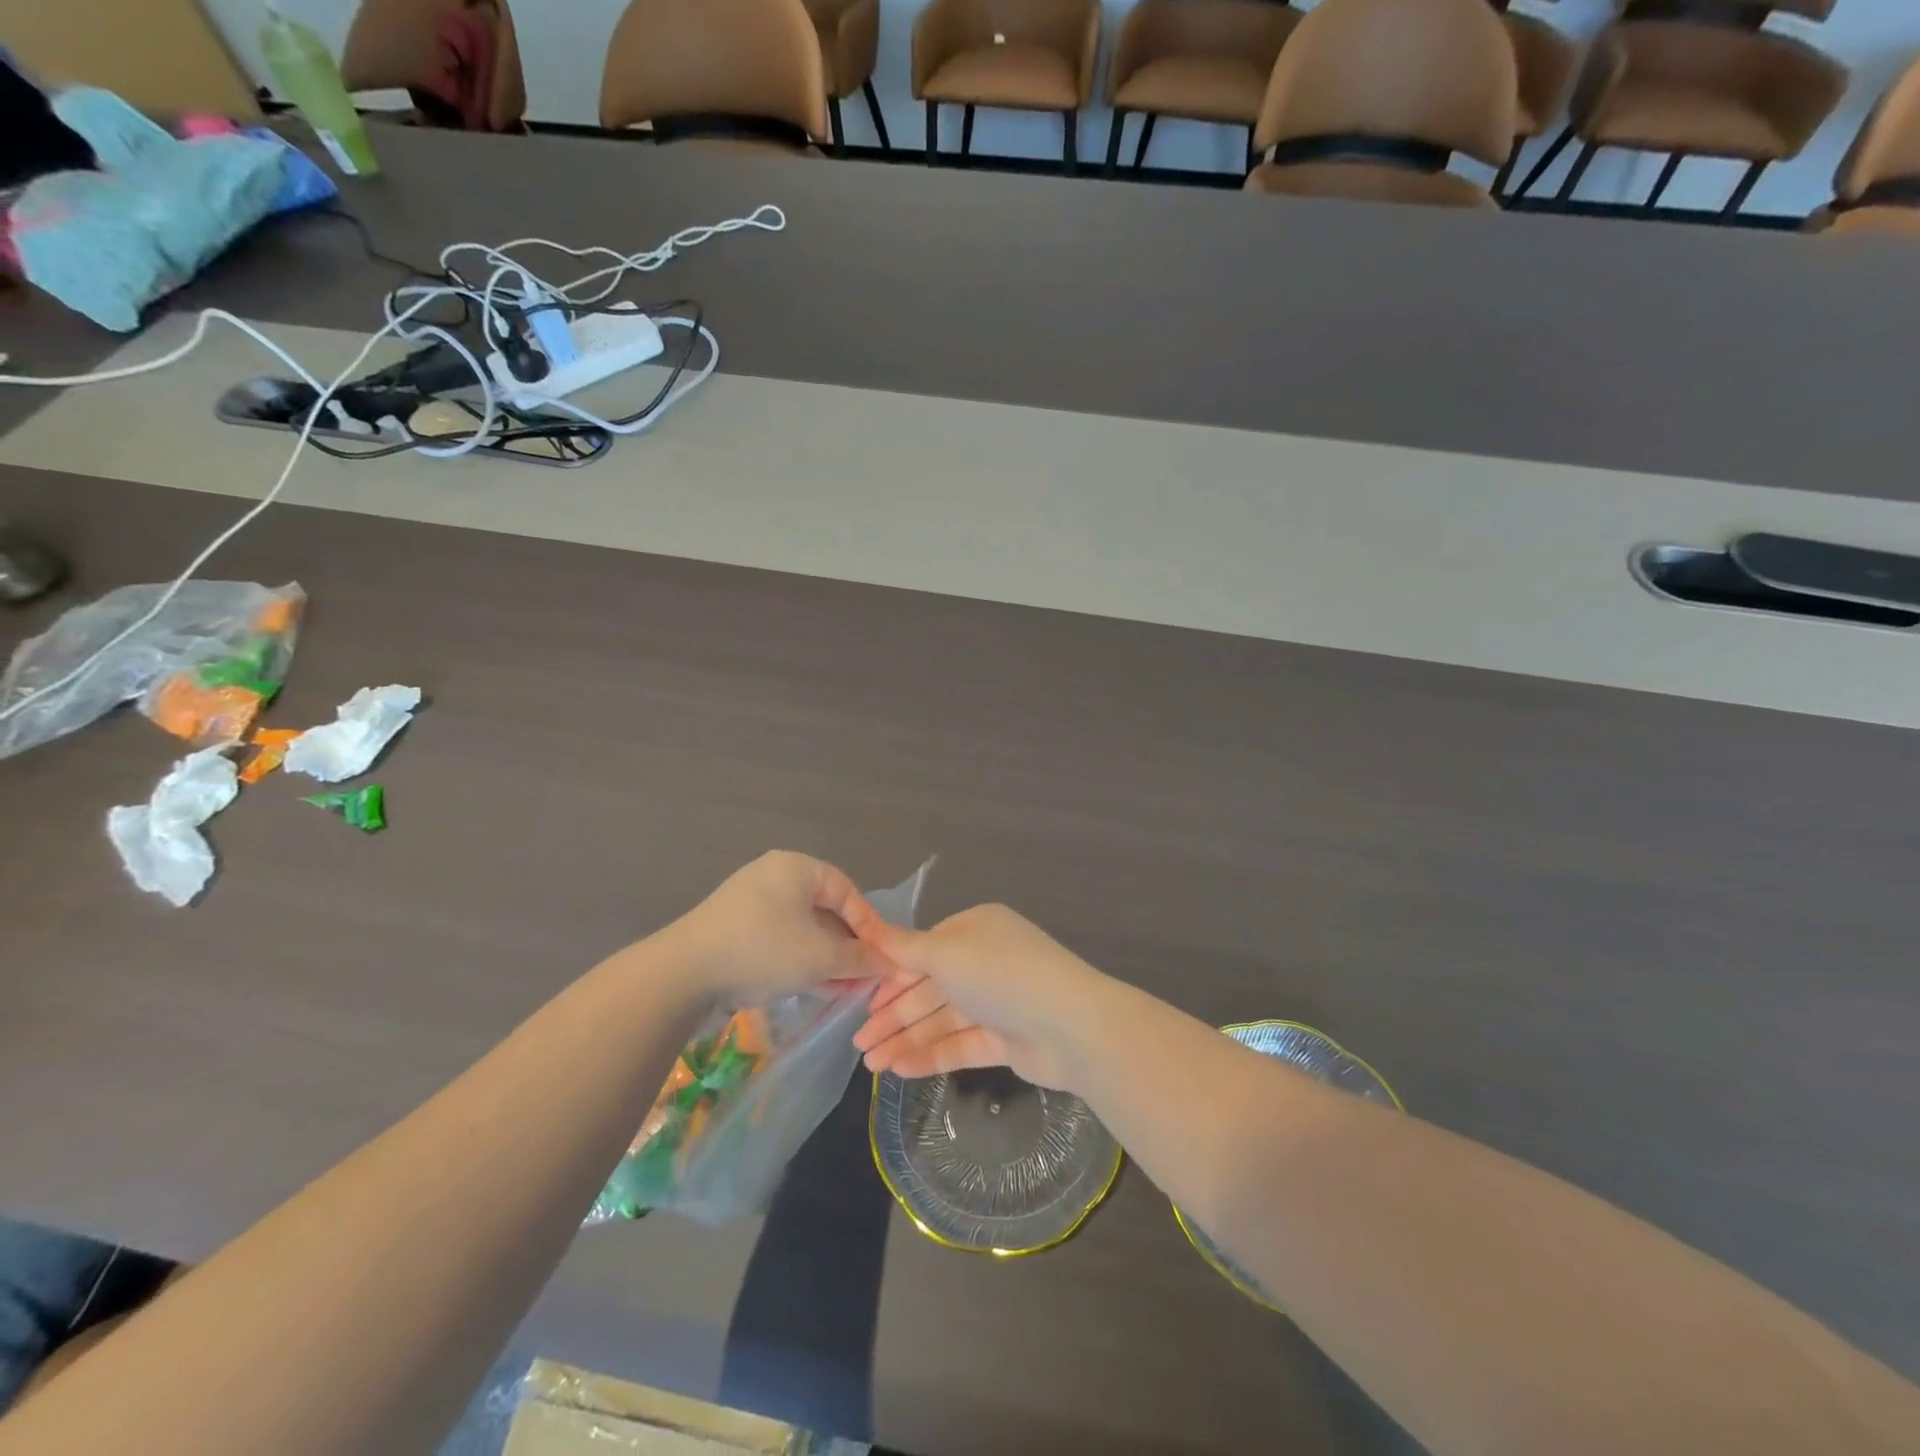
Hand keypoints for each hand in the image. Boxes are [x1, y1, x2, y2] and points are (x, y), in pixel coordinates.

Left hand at [660, 851, 889, 1000]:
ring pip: (803, 928)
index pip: (848, 892)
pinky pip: (780, 939)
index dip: (870, 926)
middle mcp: (774, 876)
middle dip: (848, 946)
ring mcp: (751, 903)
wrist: (683, 974)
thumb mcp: (820, 956)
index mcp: (797, 867)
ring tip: (844, 988)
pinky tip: (814, 986)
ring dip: (826, 957)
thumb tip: (888, 964)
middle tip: (865, 976)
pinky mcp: (735, 929)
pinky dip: (800, 960)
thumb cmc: (763, 949)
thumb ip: (860, 959)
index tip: (884, 957)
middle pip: (825, 910)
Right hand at [851, 903, 1101, 1089]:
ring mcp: (998, 1003)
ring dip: (906, 1040)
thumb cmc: (1002, 975)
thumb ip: (907, 949)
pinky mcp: (1006, 1040)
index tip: (860, 1000)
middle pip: (930, 989)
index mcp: (976, 931)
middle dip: (894, 1015)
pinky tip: (899, 1071)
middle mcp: (986, 962)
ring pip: (943, 1020)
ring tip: (871, 1067)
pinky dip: (931, 1056)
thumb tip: (873, 933)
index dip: (891, 976)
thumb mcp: (947, 953)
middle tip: (858, 1044)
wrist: (1070, 1026)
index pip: (925, 952)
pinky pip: (961, 1045)